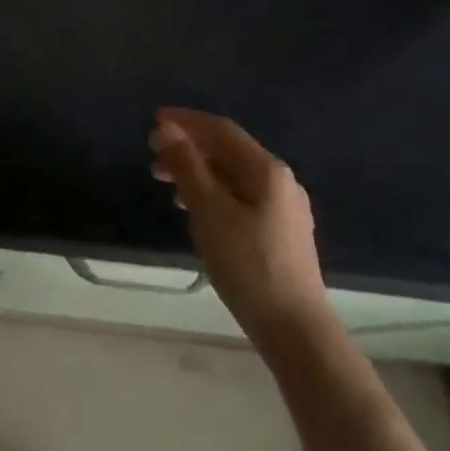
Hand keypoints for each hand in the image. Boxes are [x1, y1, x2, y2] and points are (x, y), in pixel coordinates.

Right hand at [150, 108, 334, 351]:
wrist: (296, 330)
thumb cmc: (249, 265)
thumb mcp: (209, 211)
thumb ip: (187, 166)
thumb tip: (167, 129)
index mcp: (267, 170)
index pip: (221, 130)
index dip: (186, 121)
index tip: (154, 119)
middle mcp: (280, 182)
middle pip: (228, 152)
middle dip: (190, 149)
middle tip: (153, 158)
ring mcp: (284, 209)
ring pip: (233, 176)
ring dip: (198, 172)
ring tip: (167, 184)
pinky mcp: (281, 233)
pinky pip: (240, 197)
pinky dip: (213, 193)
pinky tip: (195, 210)